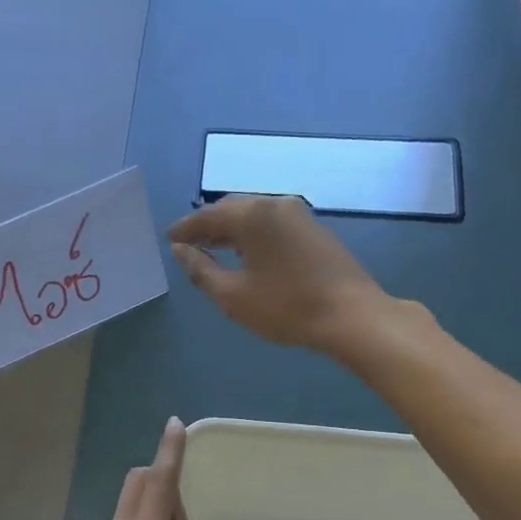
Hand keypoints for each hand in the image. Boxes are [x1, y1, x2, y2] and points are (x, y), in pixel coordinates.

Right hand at [167, 195, 388, 354]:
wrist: (350, 315)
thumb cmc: (285, 307)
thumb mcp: (232, 295)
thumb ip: (201, 270)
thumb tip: (180, 251)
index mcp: (252, 214)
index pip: (208, 215)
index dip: (186, 228)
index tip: (169, 239)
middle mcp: (275, 204)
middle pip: (232, 210)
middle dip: (208, 226)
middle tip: (189, 243)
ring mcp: (300, 215)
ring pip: (255, 216)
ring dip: (232, 231)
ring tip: (214, 249)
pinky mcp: (315, 230)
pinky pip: (273, 225)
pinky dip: (254, 235)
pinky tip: (248, 254)